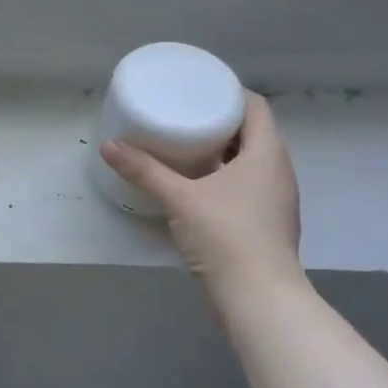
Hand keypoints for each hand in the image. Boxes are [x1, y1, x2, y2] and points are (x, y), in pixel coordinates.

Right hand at [100, 91, 303, 289]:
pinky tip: (197, 185)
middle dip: (221, 121)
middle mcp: (278, 171)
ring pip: (250, 161)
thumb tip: (109, 146)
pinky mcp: (267, 223)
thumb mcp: (179, 198)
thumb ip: (144, 170)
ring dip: (223, 151)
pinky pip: (247, 186)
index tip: (200, 88)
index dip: (230, 92)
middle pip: (252, 133)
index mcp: (267, 154)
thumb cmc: (226, 236)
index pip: (255, 107)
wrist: (259, 299)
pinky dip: (225, 177)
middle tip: (185, 114)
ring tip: (186, 146)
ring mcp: (276, 200)